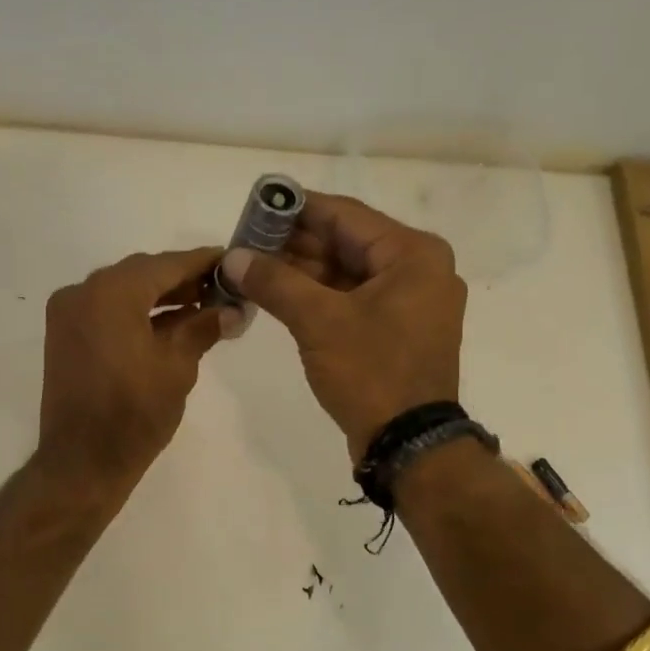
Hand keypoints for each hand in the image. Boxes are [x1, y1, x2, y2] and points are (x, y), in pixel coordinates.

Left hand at [36, 247, 231, 494]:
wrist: (82, 462)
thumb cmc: (135, 414)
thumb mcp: (178, 366)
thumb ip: (203, 327)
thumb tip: (232, 309)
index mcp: (110, 293)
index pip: (166, 265)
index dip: (202, 262)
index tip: (231, 261)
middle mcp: (82, 292)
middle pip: (141, 274)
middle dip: (181, 280)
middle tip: (220, 289)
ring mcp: (68, 314)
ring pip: (122, 291)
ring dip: (159, 296)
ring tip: (201, 307)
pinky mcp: (64, 336)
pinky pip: (106, 310)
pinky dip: (135, 313)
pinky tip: (168, 324)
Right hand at [220, 194, 465, 461]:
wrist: (408, 444)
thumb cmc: (372, 372)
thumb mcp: (319, 322)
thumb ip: (275, 282)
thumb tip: (232, 258)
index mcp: (413, 254)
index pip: (344, 215)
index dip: (296, 209)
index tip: (255, 206)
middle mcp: (417, 270)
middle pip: (345, 242)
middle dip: (293, 244)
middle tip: (244, 242)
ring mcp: (408, 302)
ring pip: (345, 273)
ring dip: (300, 271)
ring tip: (250, 266)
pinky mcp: (394, 330)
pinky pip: (350, 299)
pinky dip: (315, 296)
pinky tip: (276, 293)